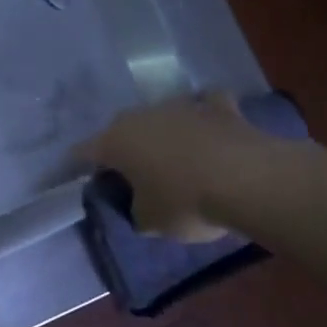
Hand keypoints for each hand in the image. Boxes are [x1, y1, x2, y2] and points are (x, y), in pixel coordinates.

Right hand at [78, 94, 277, 242]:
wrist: (250, 180)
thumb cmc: (185, 202)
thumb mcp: (149, 221)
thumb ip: (135, 209)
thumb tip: (140, 203)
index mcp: (114, 142)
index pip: (82, 152)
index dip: (77, 167)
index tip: (78, 179)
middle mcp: (141, 116)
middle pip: (121, 129)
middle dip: (121, 147)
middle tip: (128, 172)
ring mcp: (182, 105)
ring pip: (160, 115)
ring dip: (161, 132)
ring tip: (170, 154)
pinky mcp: (221, 106)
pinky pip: (205, 105)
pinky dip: (204, 114)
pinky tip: (208, 126)